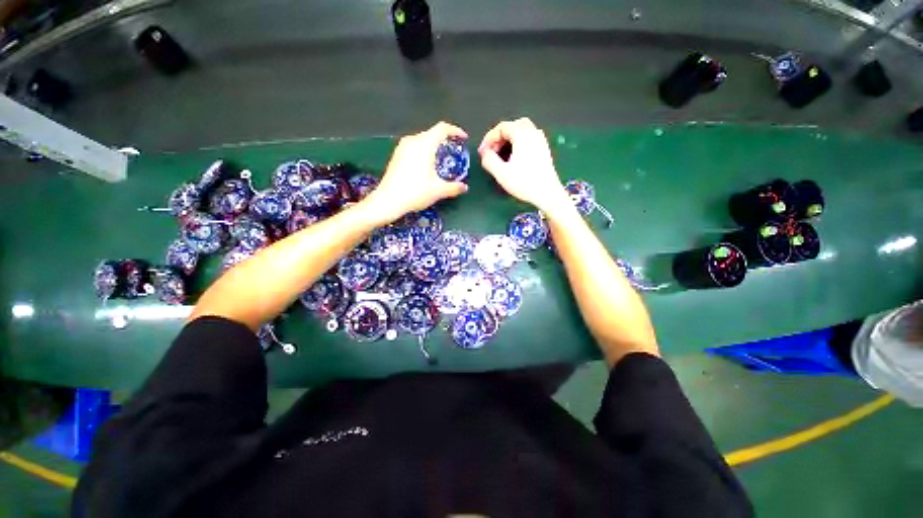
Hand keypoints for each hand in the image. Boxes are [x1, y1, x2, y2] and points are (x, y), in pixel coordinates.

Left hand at [363, 122, 468, 224]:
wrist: (388, 200)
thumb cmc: (416, 192)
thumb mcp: (438, 191)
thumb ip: (454, 187)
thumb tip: (464, 187)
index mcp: (425, 144)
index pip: (442, 128)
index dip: (455, 131)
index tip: (463, 138)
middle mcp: (413, 141)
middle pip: (432, 133)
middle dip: (444, 140)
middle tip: (453, 150)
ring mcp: (402, 147)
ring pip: (422, 140)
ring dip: (433, 145)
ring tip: (441, 158)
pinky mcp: (396, 155)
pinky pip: (414, 147)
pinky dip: (423, 151)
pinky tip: (426, 165)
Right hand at [478, 118, 568, 213]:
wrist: (547, 193)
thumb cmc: (524, 182)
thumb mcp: (501, 173)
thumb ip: (489, 159)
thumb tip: (484, 152)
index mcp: (522, 135)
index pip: (502, 127)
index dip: (489, 138)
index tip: (483, 152)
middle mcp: (533, 133)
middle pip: (513, 125)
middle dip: (500, 136)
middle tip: (493, 151)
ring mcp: (541, 141)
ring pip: (522, 131)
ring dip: (509, 139)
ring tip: (502, 155)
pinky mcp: (544, 150)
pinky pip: (529, 139)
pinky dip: (519, 143)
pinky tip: (515, 158)